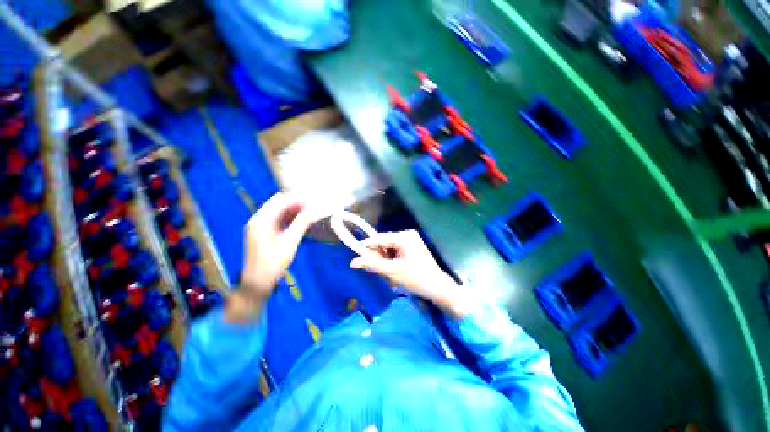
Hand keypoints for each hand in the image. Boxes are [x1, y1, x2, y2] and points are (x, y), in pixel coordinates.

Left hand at [229, 193, 318, 320]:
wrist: (257, 283)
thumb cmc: (272, 263)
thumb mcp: (290, 242)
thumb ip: (301, 223)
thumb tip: (315, 210)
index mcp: (261, 219)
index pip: (282, 200)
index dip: (299, 200)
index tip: (314, 205)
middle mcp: (258, 219)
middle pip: (280, 203)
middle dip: (298, 204)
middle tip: (314, 210)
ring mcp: (260, 225)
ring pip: (280, 211)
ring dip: (295, 211)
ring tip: (311, 216)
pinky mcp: (263, 232)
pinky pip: (278, 219)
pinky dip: (290, 219)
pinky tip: (301, 223)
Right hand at [349, 230, 472, 317]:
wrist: (438, 287)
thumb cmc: (416, 279)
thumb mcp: (392, 272)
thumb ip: (372, 265)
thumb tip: (352, 262)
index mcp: (404, 237)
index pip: (380, 238)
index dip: (366, 245)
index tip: (354, 252)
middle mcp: (408, 234)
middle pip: (384, 243)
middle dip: (378, 255)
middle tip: (373, 268)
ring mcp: (411, 240)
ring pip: (389, 247)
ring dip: (384, 259)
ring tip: (387, 272)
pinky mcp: (412, 246)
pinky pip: (395, 250)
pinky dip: (391, 259)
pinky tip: (393, 269)